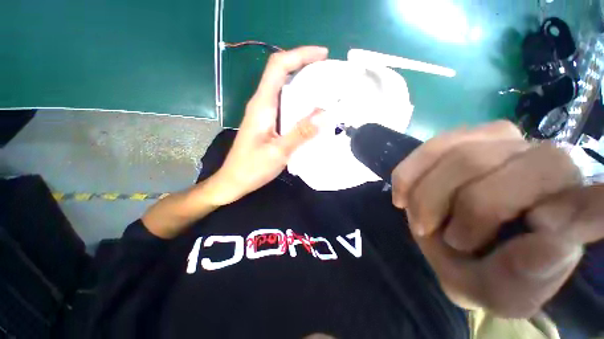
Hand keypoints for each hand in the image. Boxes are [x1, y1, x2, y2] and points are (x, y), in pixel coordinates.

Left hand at [211, 46, 327, 205]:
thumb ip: (300, 133)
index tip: (322, 55)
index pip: (278, 66)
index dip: (300, 55)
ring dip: (304, 85)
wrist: (233, 181)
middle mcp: (262, 104)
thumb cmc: (251, 168)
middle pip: (281, 73)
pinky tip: (311, 111)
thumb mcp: (278, 152)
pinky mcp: (267, 123)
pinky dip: (300, 103)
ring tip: (325, 91)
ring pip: (284, 90)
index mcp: (262, 105)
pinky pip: (285, 105)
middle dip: (305, 67)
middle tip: (328, 74)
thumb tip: (325, 115)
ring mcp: (264, 114)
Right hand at [391, 121, 602, 317]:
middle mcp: (548, 161)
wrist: (458, 243)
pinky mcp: (464, 136)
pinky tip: (402, 195)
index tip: (542, 232)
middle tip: (429, 233)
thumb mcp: (500, 293)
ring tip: (418, 218)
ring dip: (425, 194)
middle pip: (490, 170)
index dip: (582, 208)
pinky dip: (409, 174)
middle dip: (447, 206)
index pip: (595, 199)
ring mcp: (504, 141)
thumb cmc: (485, 271)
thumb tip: (554, 243)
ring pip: (456, 156)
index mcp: (573, 209)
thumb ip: (525, 280)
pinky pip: (430, 148)